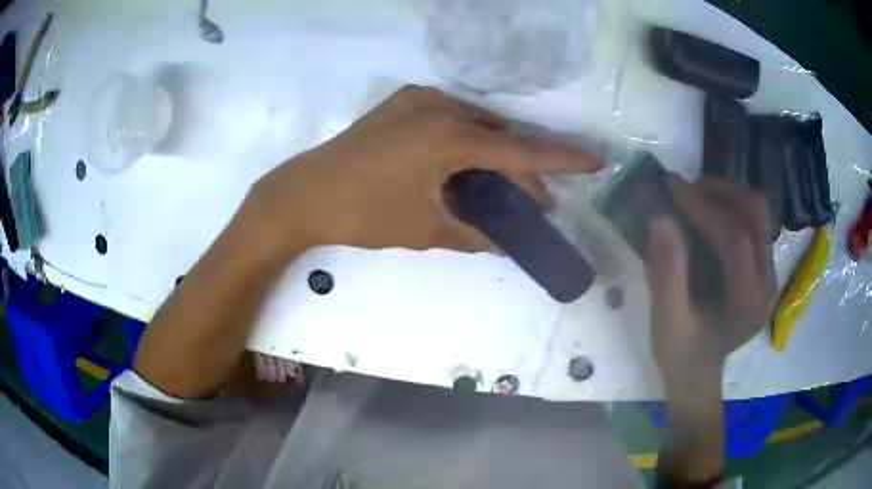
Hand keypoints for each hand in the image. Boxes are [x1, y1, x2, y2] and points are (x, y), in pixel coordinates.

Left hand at [242, 85, 600, 256]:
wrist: (304, 194)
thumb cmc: (363, 214)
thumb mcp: (424, 228)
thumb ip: (472, 234)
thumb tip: (503, 242)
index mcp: (449, 137)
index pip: (520, 152)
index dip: (561, 160)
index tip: (595, 160)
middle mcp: (440, 108)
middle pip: (499, 139)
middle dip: (522, 171)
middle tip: (536, 204)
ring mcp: (418, 100)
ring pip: (476, 126)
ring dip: (494, 155)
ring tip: (505, 188)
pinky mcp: (402, 103)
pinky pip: (451, 119)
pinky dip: (468, 141)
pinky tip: (470, 165)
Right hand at [646, 177, 776, 393]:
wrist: (699, 373)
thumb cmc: (681, 354)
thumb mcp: (667, 322)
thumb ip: (666, 274)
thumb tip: (660, 218)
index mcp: (748, 302)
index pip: (735, 238)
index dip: (704, 207)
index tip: (673, 185)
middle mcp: (768, 282)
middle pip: (755, 214)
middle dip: (721, 192)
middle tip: (687, 190)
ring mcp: (769, 273)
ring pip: (757, 212)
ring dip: (727, 195)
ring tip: (696, 198)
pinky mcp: (764, 268)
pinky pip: (754, 222)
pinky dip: (731, 208)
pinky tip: (708, 215)